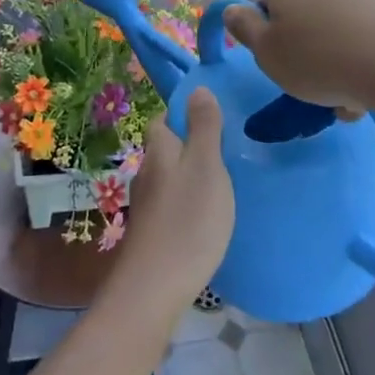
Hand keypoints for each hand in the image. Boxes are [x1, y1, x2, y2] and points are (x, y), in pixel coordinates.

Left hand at [116, 89, 235, 314]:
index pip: (164, 118)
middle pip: (167, 148)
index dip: (185, 114)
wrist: (155, 286)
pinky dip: (188, 203)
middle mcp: (146, 172)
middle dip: (191, 146)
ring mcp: (146, 204)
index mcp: (159, 150)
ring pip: (169, 178)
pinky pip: (172, 204)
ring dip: (191, 176)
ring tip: (224, 184)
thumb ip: (204, 127)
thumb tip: (198, 88)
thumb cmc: (188, 219)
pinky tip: (207, 216)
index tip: (215, 119)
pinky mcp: (152, 231)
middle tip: (228, 152)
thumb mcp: (206, 166)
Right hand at [223, 0, 374, 116]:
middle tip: (308, 86)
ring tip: (340, 100)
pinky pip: (358, 41)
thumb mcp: (265, 50)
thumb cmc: (315, 57)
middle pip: (300, 18)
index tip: (279, 64)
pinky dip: (355, 64)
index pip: (266, 7)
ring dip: (331, 64)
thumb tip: (231, 10)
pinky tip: (361, 94)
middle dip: (303, 51)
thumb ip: (243, 28)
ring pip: (330, 34)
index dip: (269, 38)